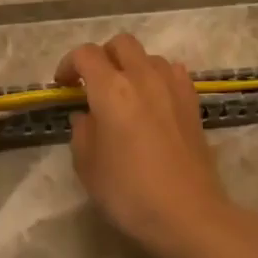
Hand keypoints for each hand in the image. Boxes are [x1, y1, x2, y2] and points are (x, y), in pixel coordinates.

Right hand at [57, 35, 239, 257]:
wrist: (188, 213)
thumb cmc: (129, 193)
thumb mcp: (88, 167)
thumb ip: (82, 132)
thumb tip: (86, 116)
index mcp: (112, 90)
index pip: (86, 55)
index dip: (69, 64)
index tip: (63, 86)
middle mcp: (144, 78)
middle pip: (121, 44)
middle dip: (103, 56)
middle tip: (93, 84)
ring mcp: (174, 87)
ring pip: (150, 56)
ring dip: (132, 66)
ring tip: (125, 94)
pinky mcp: (193, 103)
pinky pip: (173, 73)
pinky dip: (158, 78)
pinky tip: (153, 102)